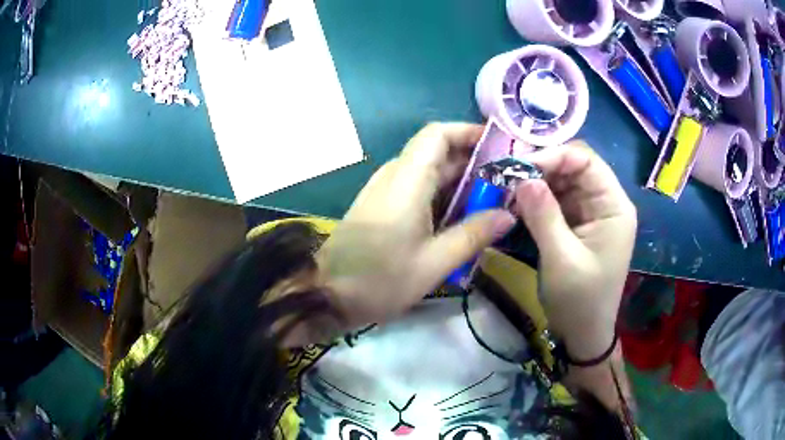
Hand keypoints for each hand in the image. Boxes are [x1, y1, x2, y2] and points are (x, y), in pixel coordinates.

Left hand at [317, 123, 515, 327]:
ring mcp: (385, 191)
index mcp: (407, 179)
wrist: (326, 294)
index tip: (498, 147)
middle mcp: (395, 176)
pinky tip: (461, 218)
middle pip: (437, 152)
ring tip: (492, 201)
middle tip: (506, 181)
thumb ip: (473, 234)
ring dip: (459, 182)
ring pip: (428, 172)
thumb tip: (509, 215)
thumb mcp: (434, 262)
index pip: (438, 134)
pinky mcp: (381, 207)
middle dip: (473, 162)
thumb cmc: (379, 279)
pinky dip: (443, 196)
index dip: (468, 133)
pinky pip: (417, 189)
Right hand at [513, 141, 636, 359]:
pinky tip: (518, 206)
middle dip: (542, 169)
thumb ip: (544, 216)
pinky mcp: (578, 224)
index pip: (586, 161)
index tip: (520, 167)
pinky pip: (557, 201)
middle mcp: (605, 202)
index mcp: (614, 206)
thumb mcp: (561, 259)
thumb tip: (522, 177)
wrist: (583, 334)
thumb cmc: (580, 301)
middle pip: (574, 168)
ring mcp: (592, 213)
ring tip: (509, 192)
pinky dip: (537, 201)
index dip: (554, 156)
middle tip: (508, 178)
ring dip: (536, 184)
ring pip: (563, 182)